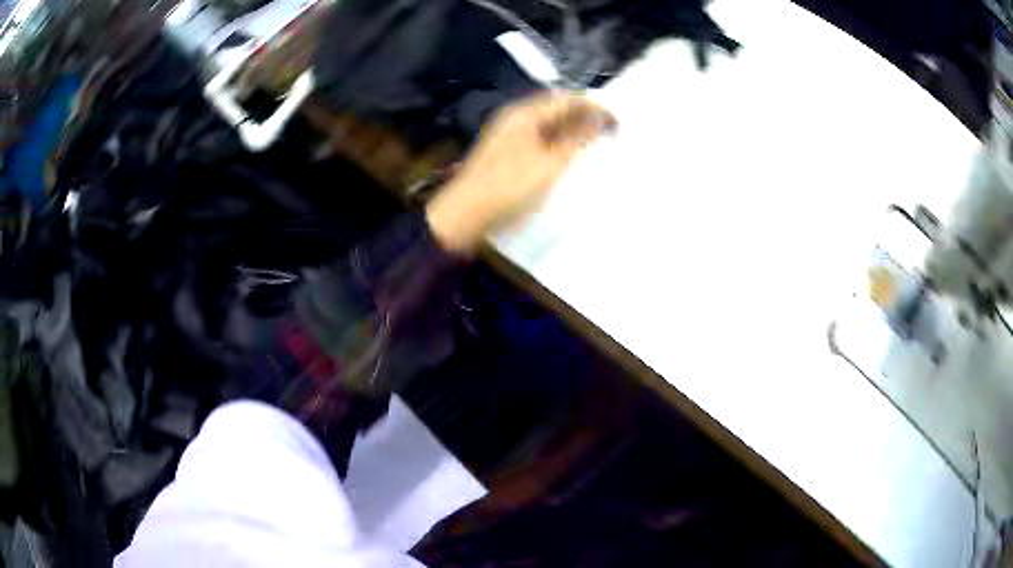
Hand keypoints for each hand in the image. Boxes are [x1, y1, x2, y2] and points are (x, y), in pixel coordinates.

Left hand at [426, 91, 616, 253]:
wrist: (465, 215)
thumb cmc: (510, 187)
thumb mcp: (550, 163)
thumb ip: (577, 138)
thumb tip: (599, 118)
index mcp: (524, 113)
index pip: (567, 99)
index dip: (595, 107)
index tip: (618, 123)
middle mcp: (516, 118)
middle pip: (556, 109)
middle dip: (585, 117)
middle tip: (609, 133)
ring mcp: (508, 136)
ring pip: (548, 125)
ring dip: (572, 131)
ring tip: (595, 145)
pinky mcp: (506, 154)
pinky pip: (539, 140)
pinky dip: (558, 144)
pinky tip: (569, 158)